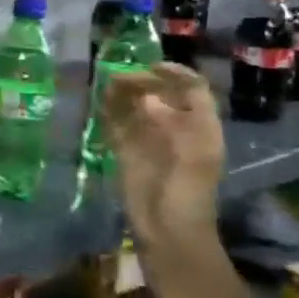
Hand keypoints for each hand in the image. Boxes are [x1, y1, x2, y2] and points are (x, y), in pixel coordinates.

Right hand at [101, 63, 223, 243]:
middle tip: (118, 79)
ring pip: (136, 106)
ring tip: (105, 86)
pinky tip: (98, 103)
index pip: (193, 90)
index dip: (176, 74)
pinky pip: (116, 124)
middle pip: (160, 94)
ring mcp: (149, 139)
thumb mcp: (192, 161)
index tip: (151, 66)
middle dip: (142, 81)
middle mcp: (175, 128)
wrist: (168, 232)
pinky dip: (108, 111)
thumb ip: (174, 127)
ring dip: (122, 93)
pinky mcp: (126, 151)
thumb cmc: (189, 197)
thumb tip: (148, 100)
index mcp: (200, 128)